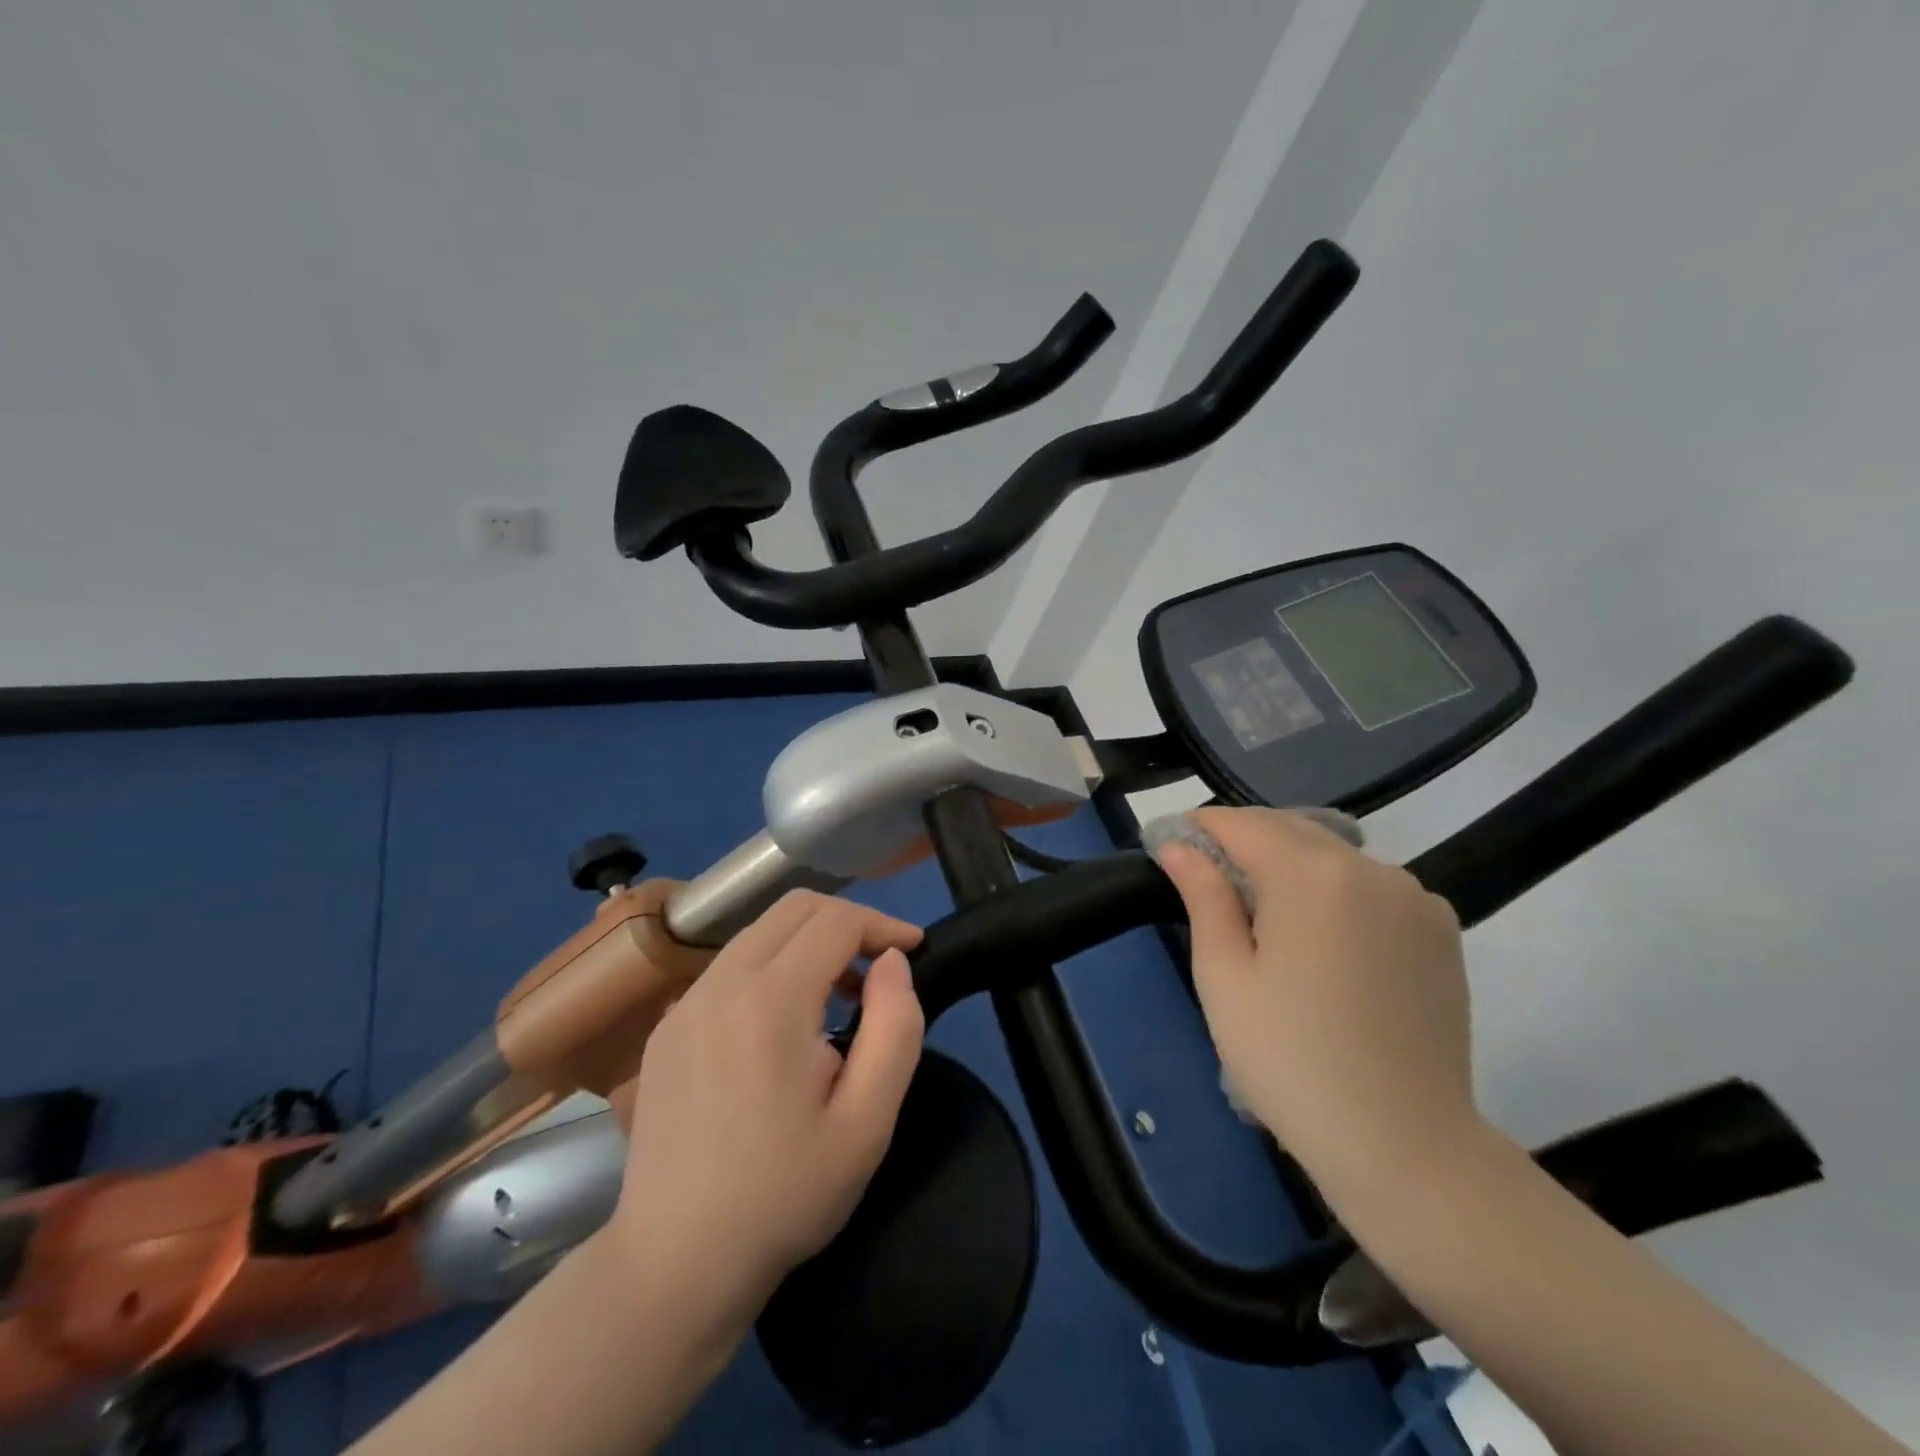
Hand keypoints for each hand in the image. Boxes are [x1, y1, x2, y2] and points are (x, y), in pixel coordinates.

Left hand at [607, 890, 925, 1326]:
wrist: (675, 1264)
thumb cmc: (784, 1195)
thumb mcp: (868, 1122)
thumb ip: (895, 1027)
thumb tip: (892, 962)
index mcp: (770, 1001)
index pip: (836, 920)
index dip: (883, 923)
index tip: (914, 950)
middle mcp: (720, 983)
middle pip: (794, 907)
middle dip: (848, 920)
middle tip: (880, 968)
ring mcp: (685, 1002)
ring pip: (759, 931)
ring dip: (809, 942)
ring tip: (840, 995)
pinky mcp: (667, 1025)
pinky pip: (730, 965)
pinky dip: (771, 966)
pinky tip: (785, 1024)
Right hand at [1155, 807, 1479, 1197]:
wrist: (1405, 1146)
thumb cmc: (1291, 1060)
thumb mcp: (1224, 977)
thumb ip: (1203, 897)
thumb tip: (1179, 847)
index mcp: (1312, 875)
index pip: (1243, 824)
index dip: (1202, 828)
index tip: (1173, 846)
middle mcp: (1370, 868)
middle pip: (1291, 829)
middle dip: (1244, 842)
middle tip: (1208, 879)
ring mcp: (1414, 896)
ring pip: (1333, 855)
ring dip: (1290, 864)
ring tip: (1264, 913)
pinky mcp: (1440, 928)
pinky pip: (1371, 885)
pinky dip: (1334, 890)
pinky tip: (1321, 937)